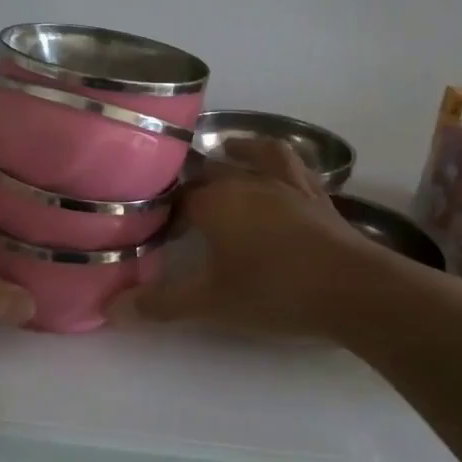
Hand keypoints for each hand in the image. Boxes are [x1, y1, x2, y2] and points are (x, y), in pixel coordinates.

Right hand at [111, 139, 372, 338]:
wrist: (353, 289)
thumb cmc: (273, 291)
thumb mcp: (210, 303)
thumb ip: (159, 304)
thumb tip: (109, 310)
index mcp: (215, 201)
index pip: (176, 197)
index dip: (162, 212)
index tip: (153, 228)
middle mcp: (246, 181)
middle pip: (210, 171)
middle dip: (192, 183)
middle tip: (180, 202)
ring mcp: (285, 184)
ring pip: (254, 155)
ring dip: (237, 152)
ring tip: (227, 151)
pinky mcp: (315, 195)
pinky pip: (293, 165)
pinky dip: (279, 160)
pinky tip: (277, 167)